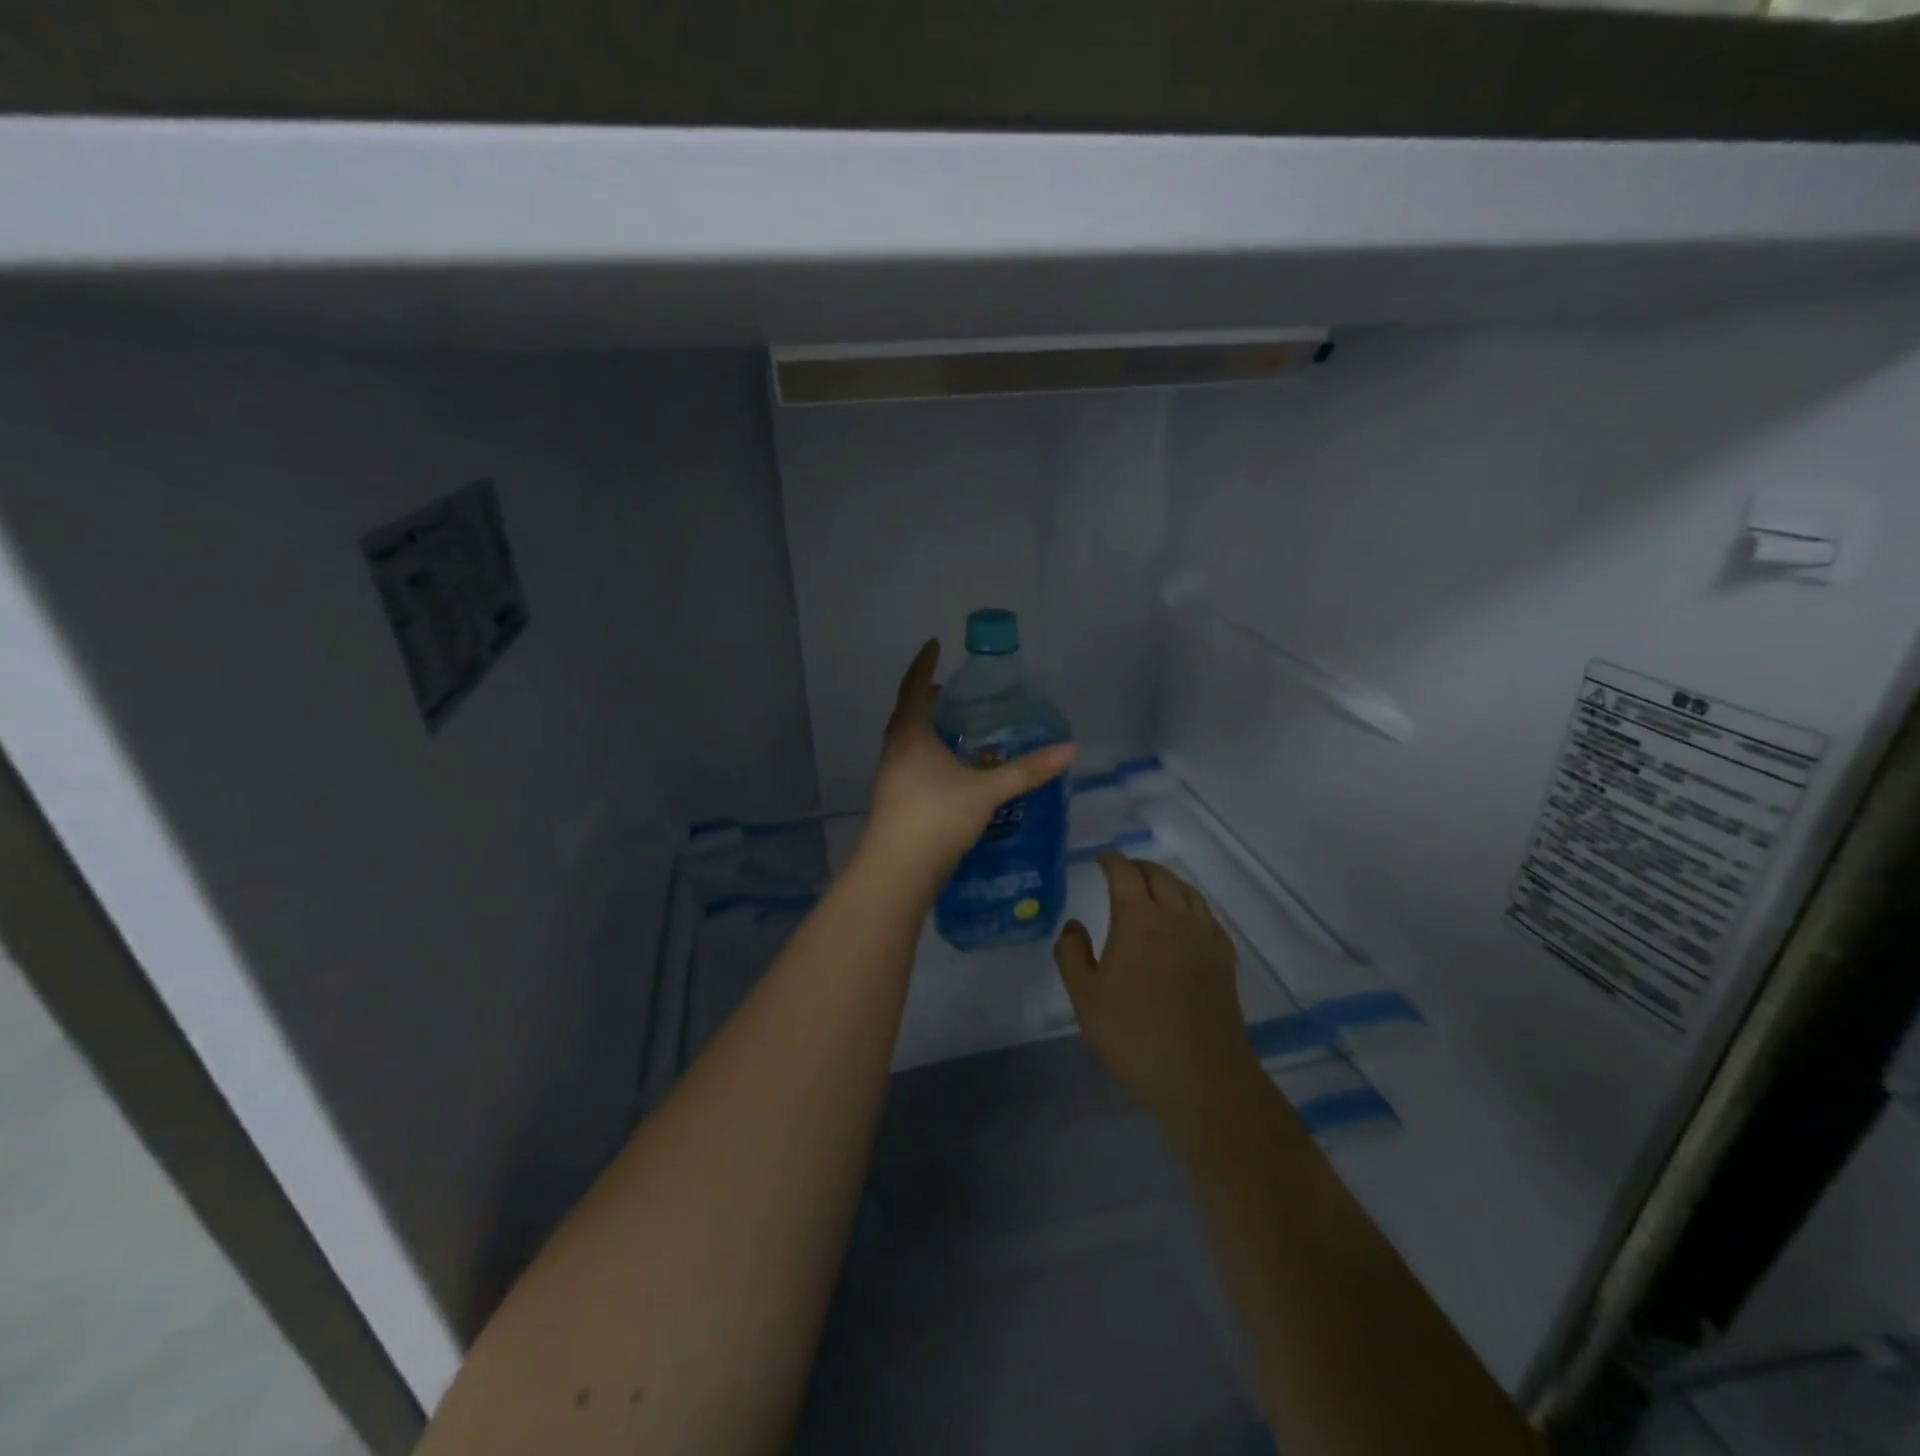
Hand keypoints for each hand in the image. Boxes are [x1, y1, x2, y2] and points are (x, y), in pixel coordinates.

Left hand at [861, 640, 1077, 877]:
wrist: (895, 872)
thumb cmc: (936, 818)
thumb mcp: (986, 791)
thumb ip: (1027, 771)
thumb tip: (1070, 749)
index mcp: (910, 735)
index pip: (915, 687)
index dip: (924, 665)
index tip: (934, 644)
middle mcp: (895, 751)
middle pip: (907, 714)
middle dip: (926, 697)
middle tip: (950, 690)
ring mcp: (890, 778)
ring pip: (907, 741)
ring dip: (926, 728)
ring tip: (953, 728)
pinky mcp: (894, 802)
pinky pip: (910, 764)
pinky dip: (927, 755)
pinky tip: (948, 771)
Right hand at [1054, 854, 1259, 1124]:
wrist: (1200, 1074)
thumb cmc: (1133, 1033)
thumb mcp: (1085, 996)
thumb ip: (1072, 954)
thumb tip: (1074, 925)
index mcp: (1139, 919)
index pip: (1125, 874)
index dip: (1112, 861)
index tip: (1102, 858)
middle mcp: (1175, 917)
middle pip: (1159, 876)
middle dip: (1139, 867)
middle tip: (1123, 871)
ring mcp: (1205, 937)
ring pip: (1187, 892)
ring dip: (1167, 881)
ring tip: (1154, 887)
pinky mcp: (1224, 959)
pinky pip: (1207, 916)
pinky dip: (1191, 905)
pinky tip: (1186, 920)